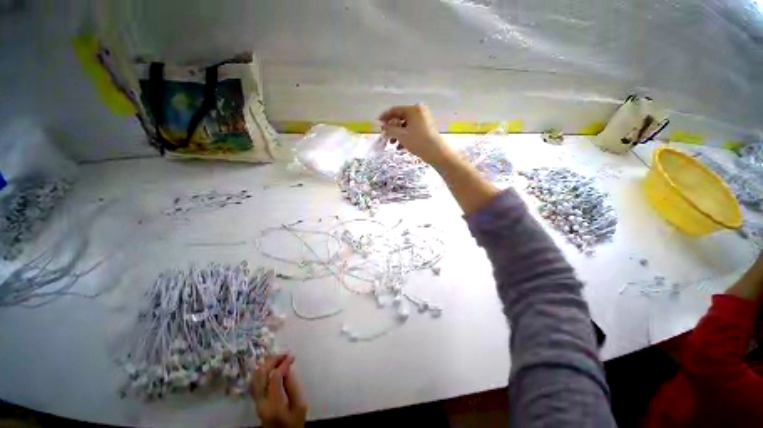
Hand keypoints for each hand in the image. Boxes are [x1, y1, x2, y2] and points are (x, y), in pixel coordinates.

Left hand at [249, 354, 306, 427]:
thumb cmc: (294, 422)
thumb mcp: (300, 405)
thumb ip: (293, 386)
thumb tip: (288, 368)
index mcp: (273, 405)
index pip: (274, 378)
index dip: (283, 364)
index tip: (292, 356)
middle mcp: (261, 402)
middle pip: (261, 375)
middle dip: (273, 360)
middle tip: (285, 354)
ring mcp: (256, 402)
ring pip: (256, 377)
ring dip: (267, 364)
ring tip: (280, 358)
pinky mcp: (256, 401)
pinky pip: (256, 381)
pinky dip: (263, 370)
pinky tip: (272, 367)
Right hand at [378, 104, 453, 165]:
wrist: (436, 152)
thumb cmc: (418, 141)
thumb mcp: (401, 135)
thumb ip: (390, 129)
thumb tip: (381, 125)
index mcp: (413, 109)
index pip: (395, 110)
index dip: (384, 117)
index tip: (377, 124)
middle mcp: (419, 111)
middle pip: (400, 118)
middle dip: (392, 128)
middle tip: (385, 137)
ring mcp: (424, 119)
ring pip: (406, 125)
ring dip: (397, 134)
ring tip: (393, 144)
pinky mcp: (426, 127)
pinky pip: (412, 129)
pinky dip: (405, 136)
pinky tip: (401, 146)